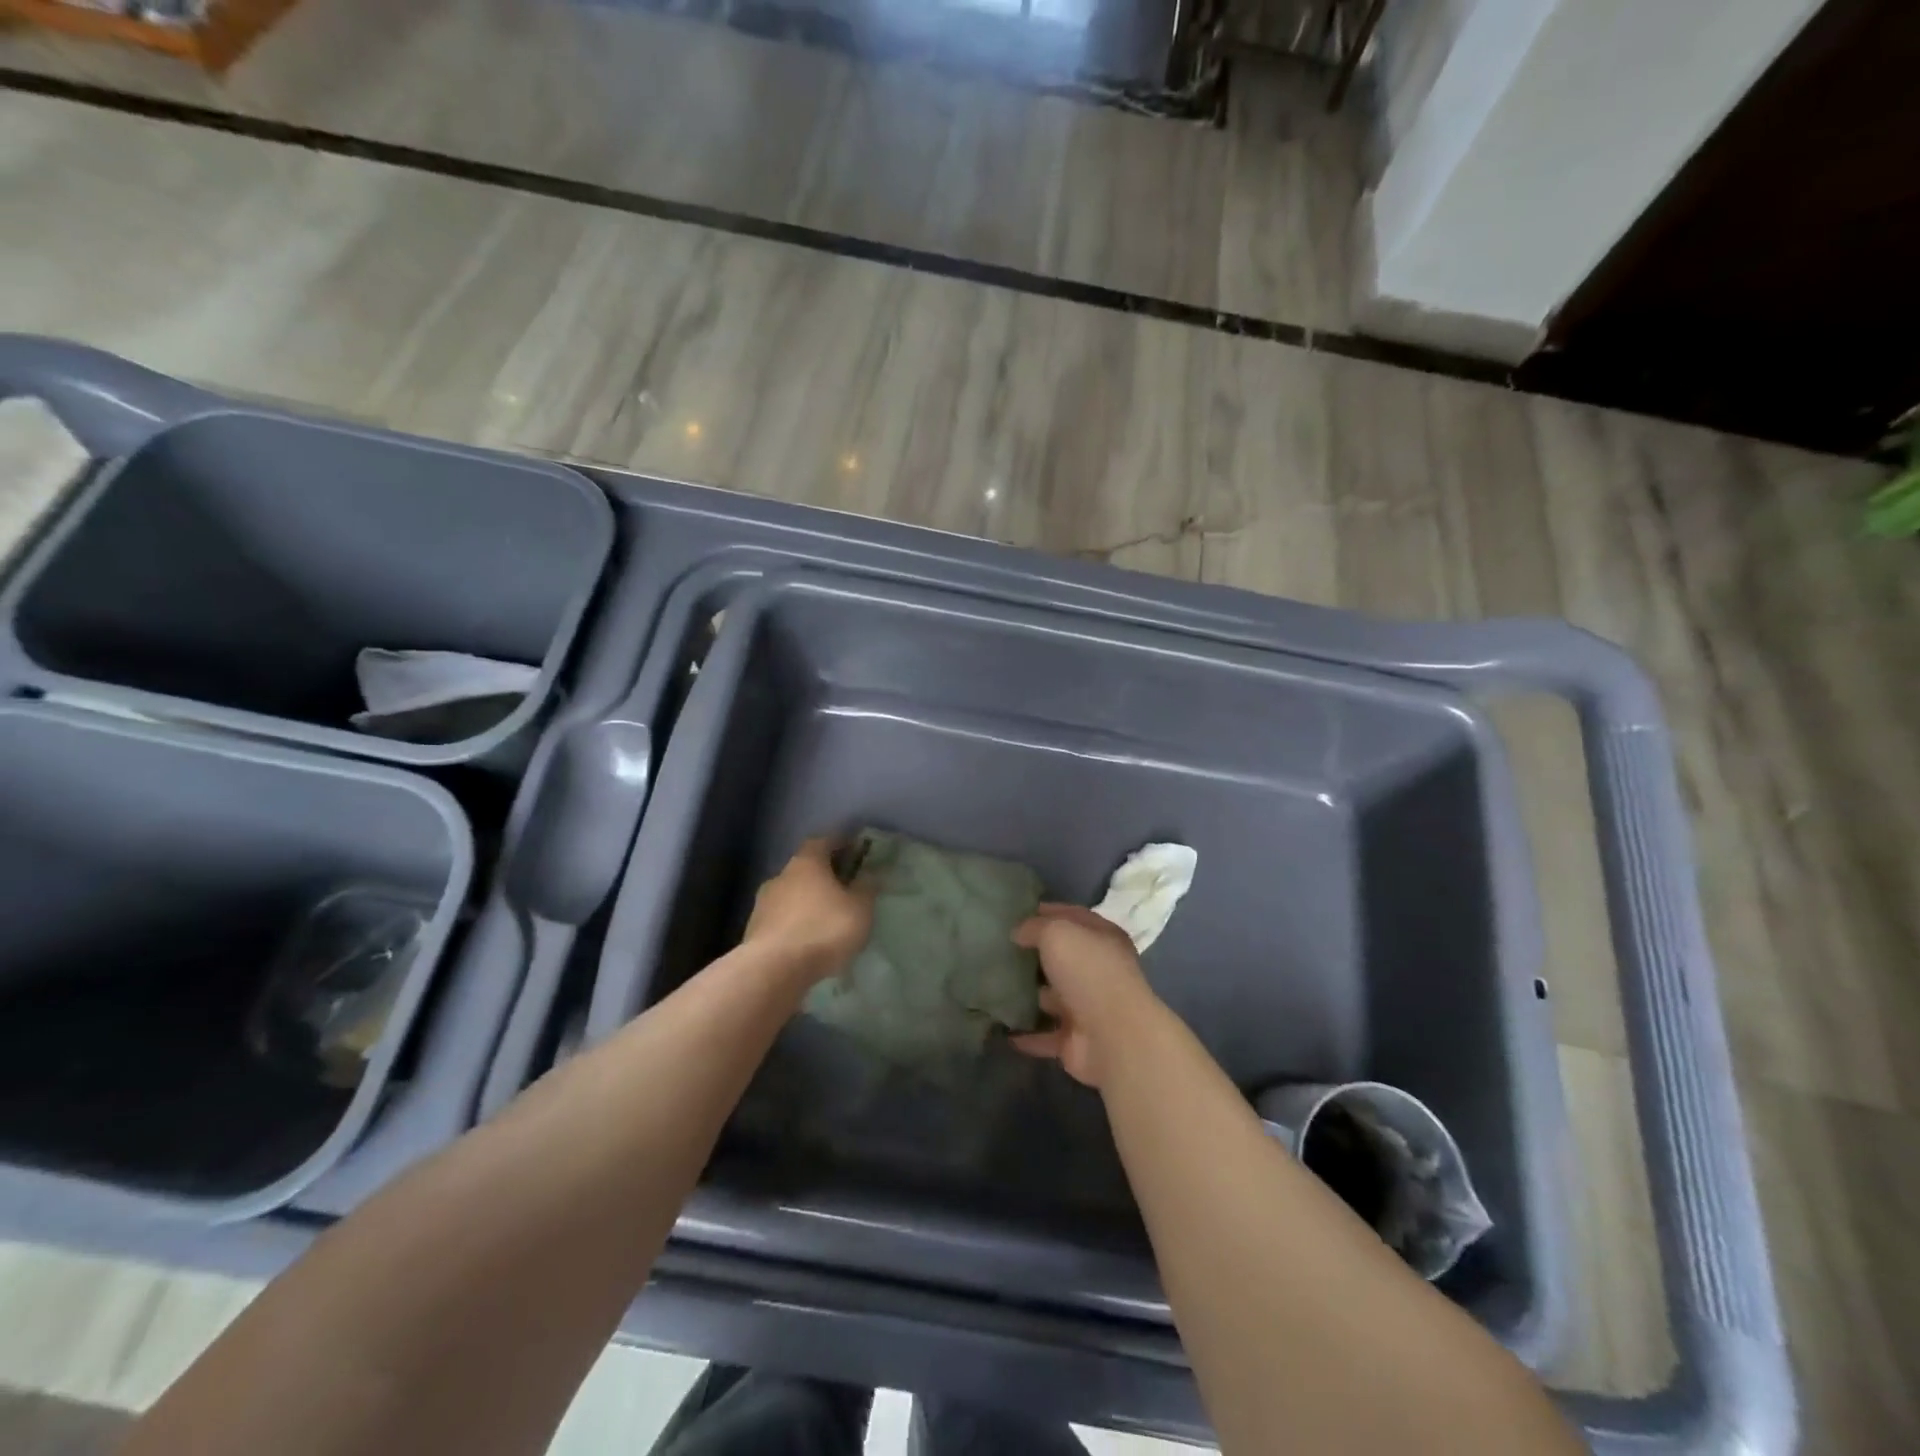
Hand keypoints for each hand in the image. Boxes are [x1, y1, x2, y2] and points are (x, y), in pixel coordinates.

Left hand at [743, 838, 874, 984]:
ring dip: (806, 902)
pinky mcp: (754, 930)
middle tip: (842, 887)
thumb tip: (868, 874)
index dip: (839, 843)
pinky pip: (781, 919)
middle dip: (823, 875)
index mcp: (807, 862)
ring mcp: (763, 903)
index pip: (823, 841)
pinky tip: (807, 940)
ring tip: (825, 918)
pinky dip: (795, 924)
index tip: (854, 850)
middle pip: (805, 868)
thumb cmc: (822, 930)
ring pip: (791, 894)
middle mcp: (781, 875)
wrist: (773, 970)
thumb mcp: (859, 909)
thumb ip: (866, 888)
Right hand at [1010, 904, 1159, 1087]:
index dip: (1046, 912)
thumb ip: (1036, 927)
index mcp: (1103, 938)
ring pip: (1053, 997)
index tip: (1016, 914)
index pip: (1073, 917)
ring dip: (1030, 996)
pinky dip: (1027, 1035)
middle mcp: (1099, 971)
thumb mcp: (1058, 933)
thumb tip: (1019, 933)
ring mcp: (1088, 1008)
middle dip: (1034, 955)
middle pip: (1063, 958)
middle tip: (1000, 950)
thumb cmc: (1088, 972)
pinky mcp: (1076, 1040)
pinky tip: (1004, 1030)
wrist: (1113, 1037)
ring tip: (994, 988)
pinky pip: (1045, 1035)